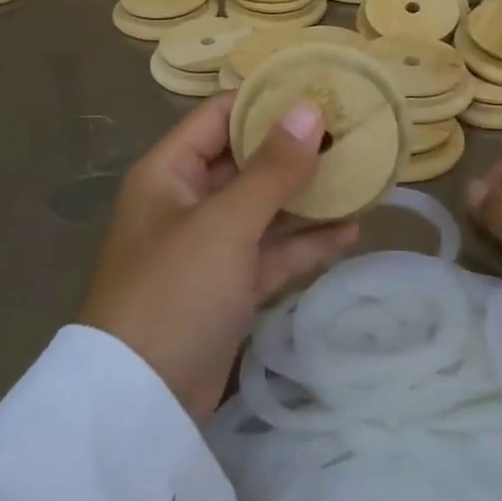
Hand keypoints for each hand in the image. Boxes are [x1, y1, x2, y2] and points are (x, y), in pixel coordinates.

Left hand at [78, 94, 358, 417]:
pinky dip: (305, 243)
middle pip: (246, 161)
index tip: (319, 92)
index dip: (265, 101)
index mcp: (170, 172)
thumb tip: (308, 109)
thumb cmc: (174, 292)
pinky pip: (271, 252)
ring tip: (362, 177)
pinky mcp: (228, 288)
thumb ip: (271, 168)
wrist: (139, 408)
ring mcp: (209, 247)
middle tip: (352, 133)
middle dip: (295, 150)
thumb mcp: (225, 224)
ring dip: (307, 197)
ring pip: (264, 208)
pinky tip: (350, 232)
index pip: (220, 116)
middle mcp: (187, 201)